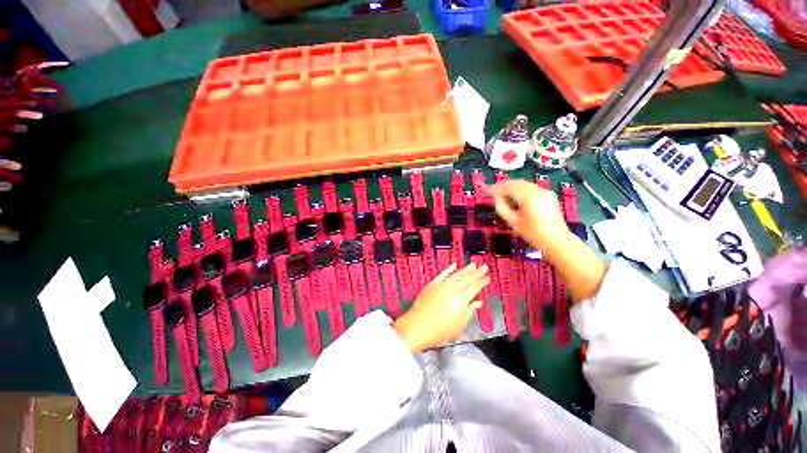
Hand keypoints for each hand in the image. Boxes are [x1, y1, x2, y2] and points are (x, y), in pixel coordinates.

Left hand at [393, 263, 489, 353]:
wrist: (417, 326)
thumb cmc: (439, 331)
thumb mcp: (459, 326)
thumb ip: (470, 311)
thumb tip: (478, 302)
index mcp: (461, 300)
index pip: (474, 288)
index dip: (482, 282)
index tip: (487, 277)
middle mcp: (452, 289)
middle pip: (467, 278)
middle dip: (476, 272)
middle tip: (484, 267)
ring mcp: (441, 285)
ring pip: (456, 274)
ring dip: (465, 269)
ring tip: (473, 264)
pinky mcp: (432, 284)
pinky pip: (442, 273)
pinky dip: (449, 268)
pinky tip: (454, 264)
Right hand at [489, 179, 571, 250]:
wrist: (556, 240)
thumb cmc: (532, 233)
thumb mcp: (513, 221)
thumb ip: (502, 207)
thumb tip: (495, 198)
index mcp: (528, 197)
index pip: (508, 187)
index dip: (495, 188)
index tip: (486, 191)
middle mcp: (537, 190)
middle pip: (516, 183)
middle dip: (503, 186)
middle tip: (492, 191)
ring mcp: (545, 191)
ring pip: (524, 184)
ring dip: (512, 187)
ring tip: (502, 195)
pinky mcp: (548, 195)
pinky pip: (531, 188)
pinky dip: (520, 190)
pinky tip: (515, 198)